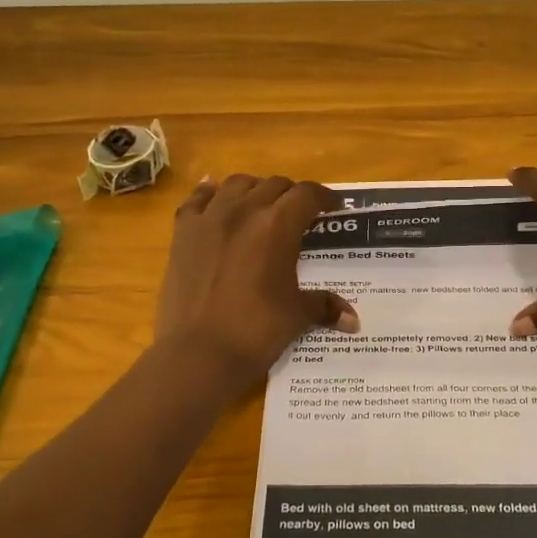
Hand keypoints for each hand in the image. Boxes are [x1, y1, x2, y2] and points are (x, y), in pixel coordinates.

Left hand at [154, 174, 359, 387]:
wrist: (199, 353)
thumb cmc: (256, 332)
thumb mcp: (296, 315)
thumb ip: (325, 306)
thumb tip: (354, 320)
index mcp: (278, 225)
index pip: (307, 195)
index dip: (324, 197)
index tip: (332, 207)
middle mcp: (244, 210)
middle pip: (274, 185)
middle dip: (291, 195)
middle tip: (299, 214)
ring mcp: (209, 218)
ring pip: (237, 184)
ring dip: (254, 189)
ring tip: (260, 205)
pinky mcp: (182, 232)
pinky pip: (197, 199)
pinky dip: (209, 194)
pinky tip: (214, 196)